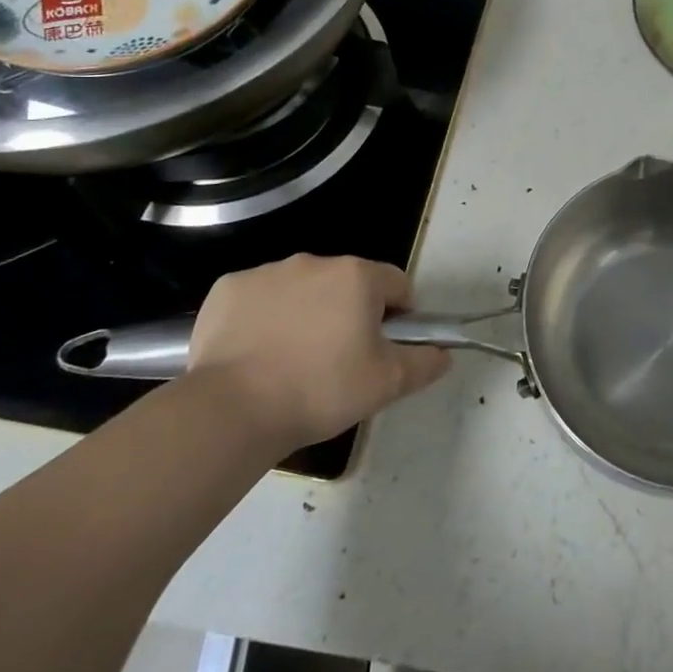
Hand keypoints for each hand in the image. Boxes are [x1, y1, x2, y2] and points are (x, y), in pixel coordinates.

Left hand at [187, 255, 450, 451]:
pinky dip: (263, 318)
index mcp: (358, 276)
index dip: (398, 316)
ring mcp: (267, 272)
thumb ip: (425, 362)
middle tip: (339, 361)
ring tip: (293, 362)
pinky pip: (258, 298)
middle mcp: (315, 262)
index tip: (384, 348)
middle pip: (347, 284)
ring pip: (302, 289)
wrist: (232, 410)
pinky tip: (256, 354)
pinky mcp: (228, 288)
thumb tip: (444, 353)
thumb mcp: (387, 384)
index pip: (396, 285)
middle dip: (349, 313)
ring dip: (306, 313)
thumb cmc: (321, 390)